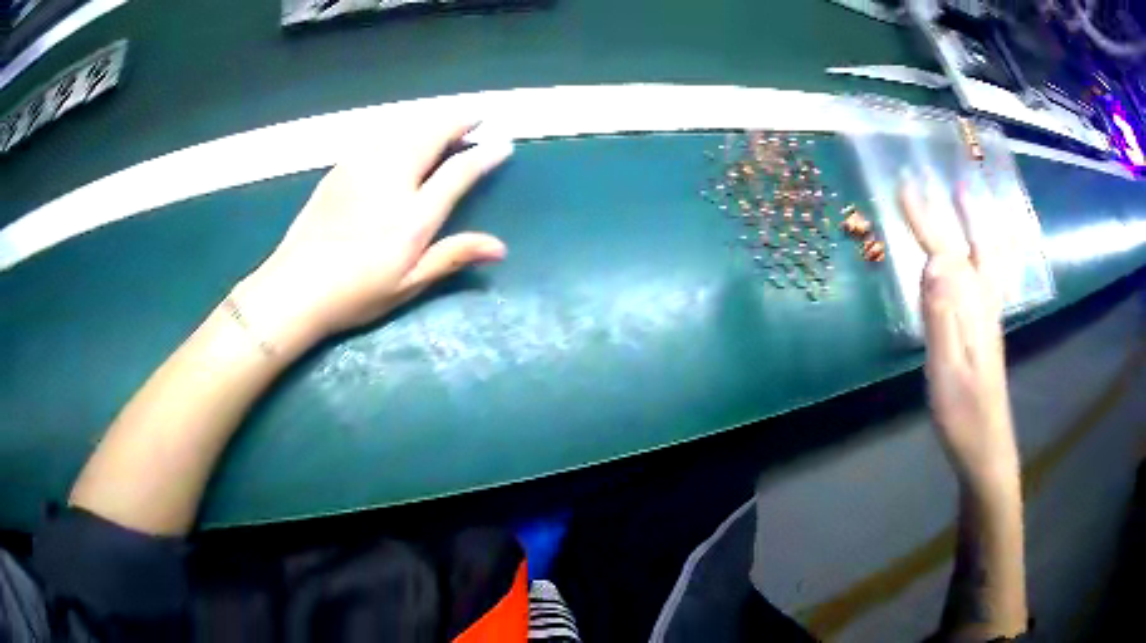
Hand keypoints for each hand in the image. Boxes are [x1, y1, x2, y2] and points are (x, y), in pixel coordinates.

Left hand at [233, 118, 513, 353]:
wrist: (294, 288)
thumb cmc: (355, 293)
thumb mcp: (408, 283)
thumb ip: (452, 256)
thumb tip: (500, 247)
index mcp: (413, 215)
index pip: (458, 172)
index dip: (484, 155)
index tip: (502, 144)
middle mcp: (391, 180)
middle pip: (431, 136)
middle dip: (457, 122)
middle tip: (475, 117)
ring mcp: (361, 169)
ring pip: (404, 131)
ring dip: (429, 122)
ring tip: (444, 123)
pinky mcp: (340, 169)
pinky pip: (379, 138)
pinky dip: (400, 131)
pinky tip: (402, 138)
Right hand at [899, 182, 1019, 493]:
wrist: (985, 447)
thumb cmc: (964, 413)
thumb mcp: (948, 369)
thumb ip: (943, 317)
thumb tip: (934, 262)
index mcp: (972, 309)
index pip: (946, 252)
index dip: (925, 219)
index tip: (904, 186)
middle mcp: (982, 305)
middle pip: (971, 248)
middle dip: (960, 213)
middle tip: (954, 183)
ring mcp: (985, 319)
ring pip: (983, 262)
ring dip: (974, 228)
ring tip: (966, 203)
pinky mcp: (983, 334)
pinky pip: (983, 281)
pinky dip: (980, 256)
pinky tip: (972, 259)